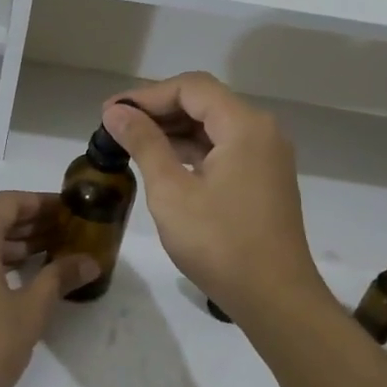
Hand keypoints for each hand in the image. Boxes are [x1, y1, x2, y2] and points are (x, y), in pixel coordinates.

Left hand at [0, 192, 97, 386]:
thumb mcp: (30, 312)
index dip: (40, 202)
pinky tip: (12, 280)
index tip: (66, 209)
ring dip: (8, 245)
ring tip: (43, 258)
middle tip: (62, 234)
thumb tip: (89, 261)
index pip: (9, 203)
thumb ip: (59, 278)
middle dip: (28, 225)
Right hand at [102, 74, 328, 323]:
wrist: (275, 298)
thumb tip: (116, 113)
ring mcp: (266, 156)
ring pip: (213, 125)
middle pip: (204, 101)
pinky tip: (163, 161)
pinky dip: (192, 148)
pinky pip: (224, 148)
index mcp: (244, 126)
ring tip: (131, 142)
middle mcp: (261, 131)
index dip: (147, 95)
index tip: (110, 113)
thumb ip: (144, 143)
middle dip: (158, 109)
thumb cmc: (219, 243)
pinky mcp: (264, 178)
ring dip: (173, 129)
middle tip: (115, 126)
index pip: (191, 88)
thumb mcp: (171, 191)